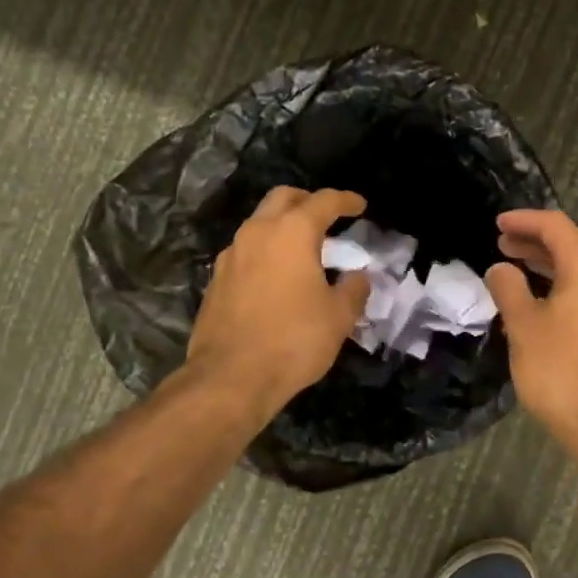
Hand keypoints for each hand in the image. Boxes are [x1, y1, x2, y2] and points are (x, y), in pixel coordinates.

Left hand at [186, 187, 370, 413]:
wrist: (230, 378)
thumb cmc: (293, 340)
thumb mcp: (339, 317)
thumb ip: (353, 289)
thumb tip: (357, 277)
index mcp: (292, 233)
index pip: (324, 202)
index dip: (346, 200)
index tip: (360, 205)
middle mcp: (257, 233)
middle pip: (283, 198)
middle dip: (307, 200)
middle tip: (327, 216)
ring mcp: (231, 255)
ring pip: (259, 223)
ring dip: (282, 226)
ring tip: (303, 248)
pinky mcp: (216, 280)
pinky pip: (245, 251)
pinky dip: (265, 251)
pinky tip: (277, 276)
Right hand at [484, 209, 577, 450]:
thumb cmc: (560, 369)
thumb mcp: (523, 325)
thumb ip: (508, 288)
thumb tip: (500, 269)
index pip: (555, 226)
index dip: (524, 220)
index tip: (497, 224)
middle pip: (570, 246)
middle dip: (534, 243)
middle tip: (502, 245)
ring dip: (547, 266)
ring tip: (515, 269)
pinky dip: (561, 287)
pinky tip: (540, 303)